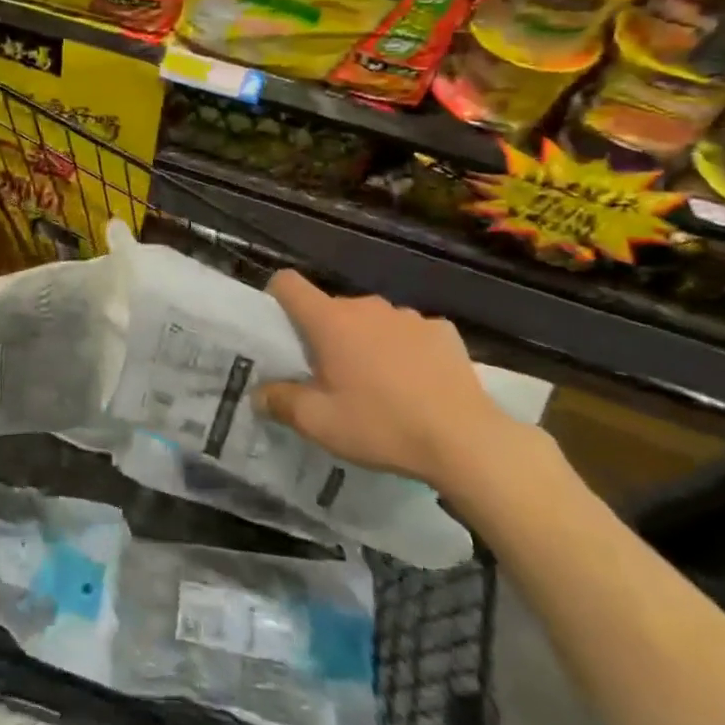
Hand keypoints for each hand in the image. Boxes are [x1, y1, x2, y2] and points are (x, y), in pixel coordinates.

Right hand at [254, 271, 523, 491]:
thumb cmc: (382, 426)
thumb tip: (258, 393)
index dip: (277, 299)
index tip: (282, 329)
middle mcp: (365, 306)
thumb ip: (281, 402)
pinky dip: (406, 349)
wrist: (466, 441)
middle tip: (331, 378)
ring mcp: (407, 315)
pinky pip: (410, 332)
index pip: (288, 283)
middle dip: (326, 335)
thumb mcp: (320, 424)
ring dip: (366, 341)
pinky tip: (418, 383)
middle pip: (331, 309)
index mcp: (330, 321)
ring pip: (371, 320)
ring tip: (379, 384)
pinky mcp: (441, 330)